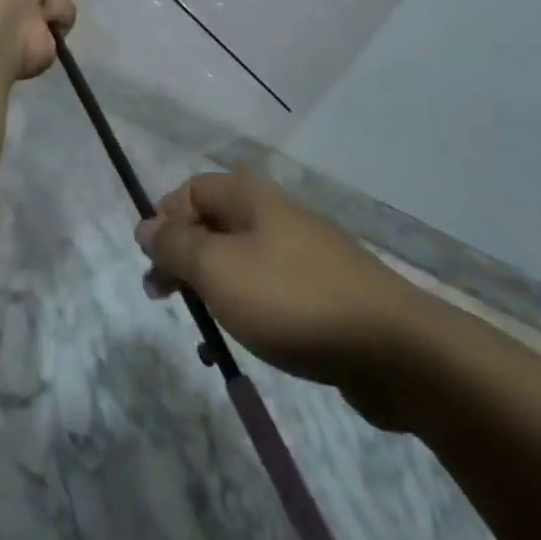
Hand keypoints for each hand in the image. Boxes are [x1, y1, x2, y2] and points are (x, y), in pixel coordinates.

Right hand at [135, 172, 439, 421]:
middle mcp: (277, 217)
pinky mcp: (324, 295)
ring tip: (202, 330)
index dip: (166, 218)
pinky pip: (270, 292)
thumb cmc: (292, 299)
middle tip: (163, 295)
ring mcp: (304, 256)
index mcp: (252, 199)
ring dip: (212, 289)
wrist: (395, 350)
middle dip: (184, 257)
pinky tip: (242, 344)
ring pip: (241, 262)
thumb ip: (176, 245)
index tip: (153, 260)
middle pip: (215, 224)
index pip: (193, 189)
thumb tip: (145, 224)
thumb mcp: (218, 269)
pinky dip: (248, 311)